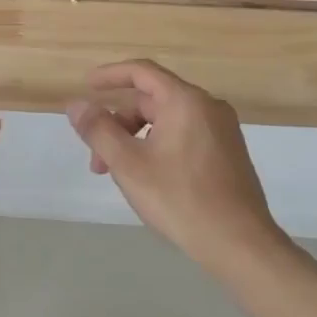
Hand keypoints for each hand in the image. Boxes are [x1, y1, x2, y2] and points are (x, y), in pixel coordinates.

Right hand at [66, 59, 285, 274]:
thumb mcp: (128, 164)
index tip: (86, 86)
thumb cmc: (180, 199)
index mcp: (185, 101)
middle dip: (118, 124)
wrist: (241, 245)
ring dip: (135, 139)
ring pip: (166, 121)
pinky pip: (183, 135)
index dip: (110, 75)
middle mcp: (208, 107)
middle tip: (97, 159)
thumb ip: (98, 129)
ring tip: (119, 174)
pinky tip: (147, 177)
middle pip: (151, 100)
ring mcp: (222, 130)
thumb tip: (76, 105)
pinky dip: (157, 146)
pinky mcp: (227, 153)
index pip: (141, 72)